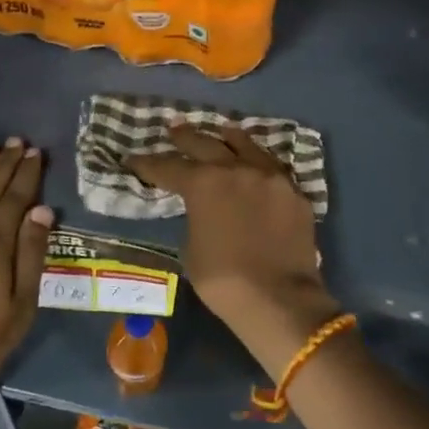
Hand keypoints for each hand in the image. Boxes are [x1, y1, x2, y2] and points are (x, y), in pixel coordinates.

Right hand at [127, 125, 340, 372]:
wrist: (279, 299)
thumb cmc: (224, 280)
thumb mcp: (191, 248)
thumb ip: (195, 218)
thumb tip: (204, 210)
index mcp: (204, 183)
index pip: (169, 167)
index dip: (148, 164)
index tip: (134, 159)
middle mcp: (237, 169)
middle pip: (206, 144)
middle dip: (186, 137)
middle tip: (174, 129)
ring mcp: (270, 177)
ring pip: (246, 146)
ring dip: (228, 139)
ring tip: (222, 132)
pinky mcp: (294, 193)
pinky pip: (272, 169)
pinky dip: (258, 164)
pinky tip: (256, 166)